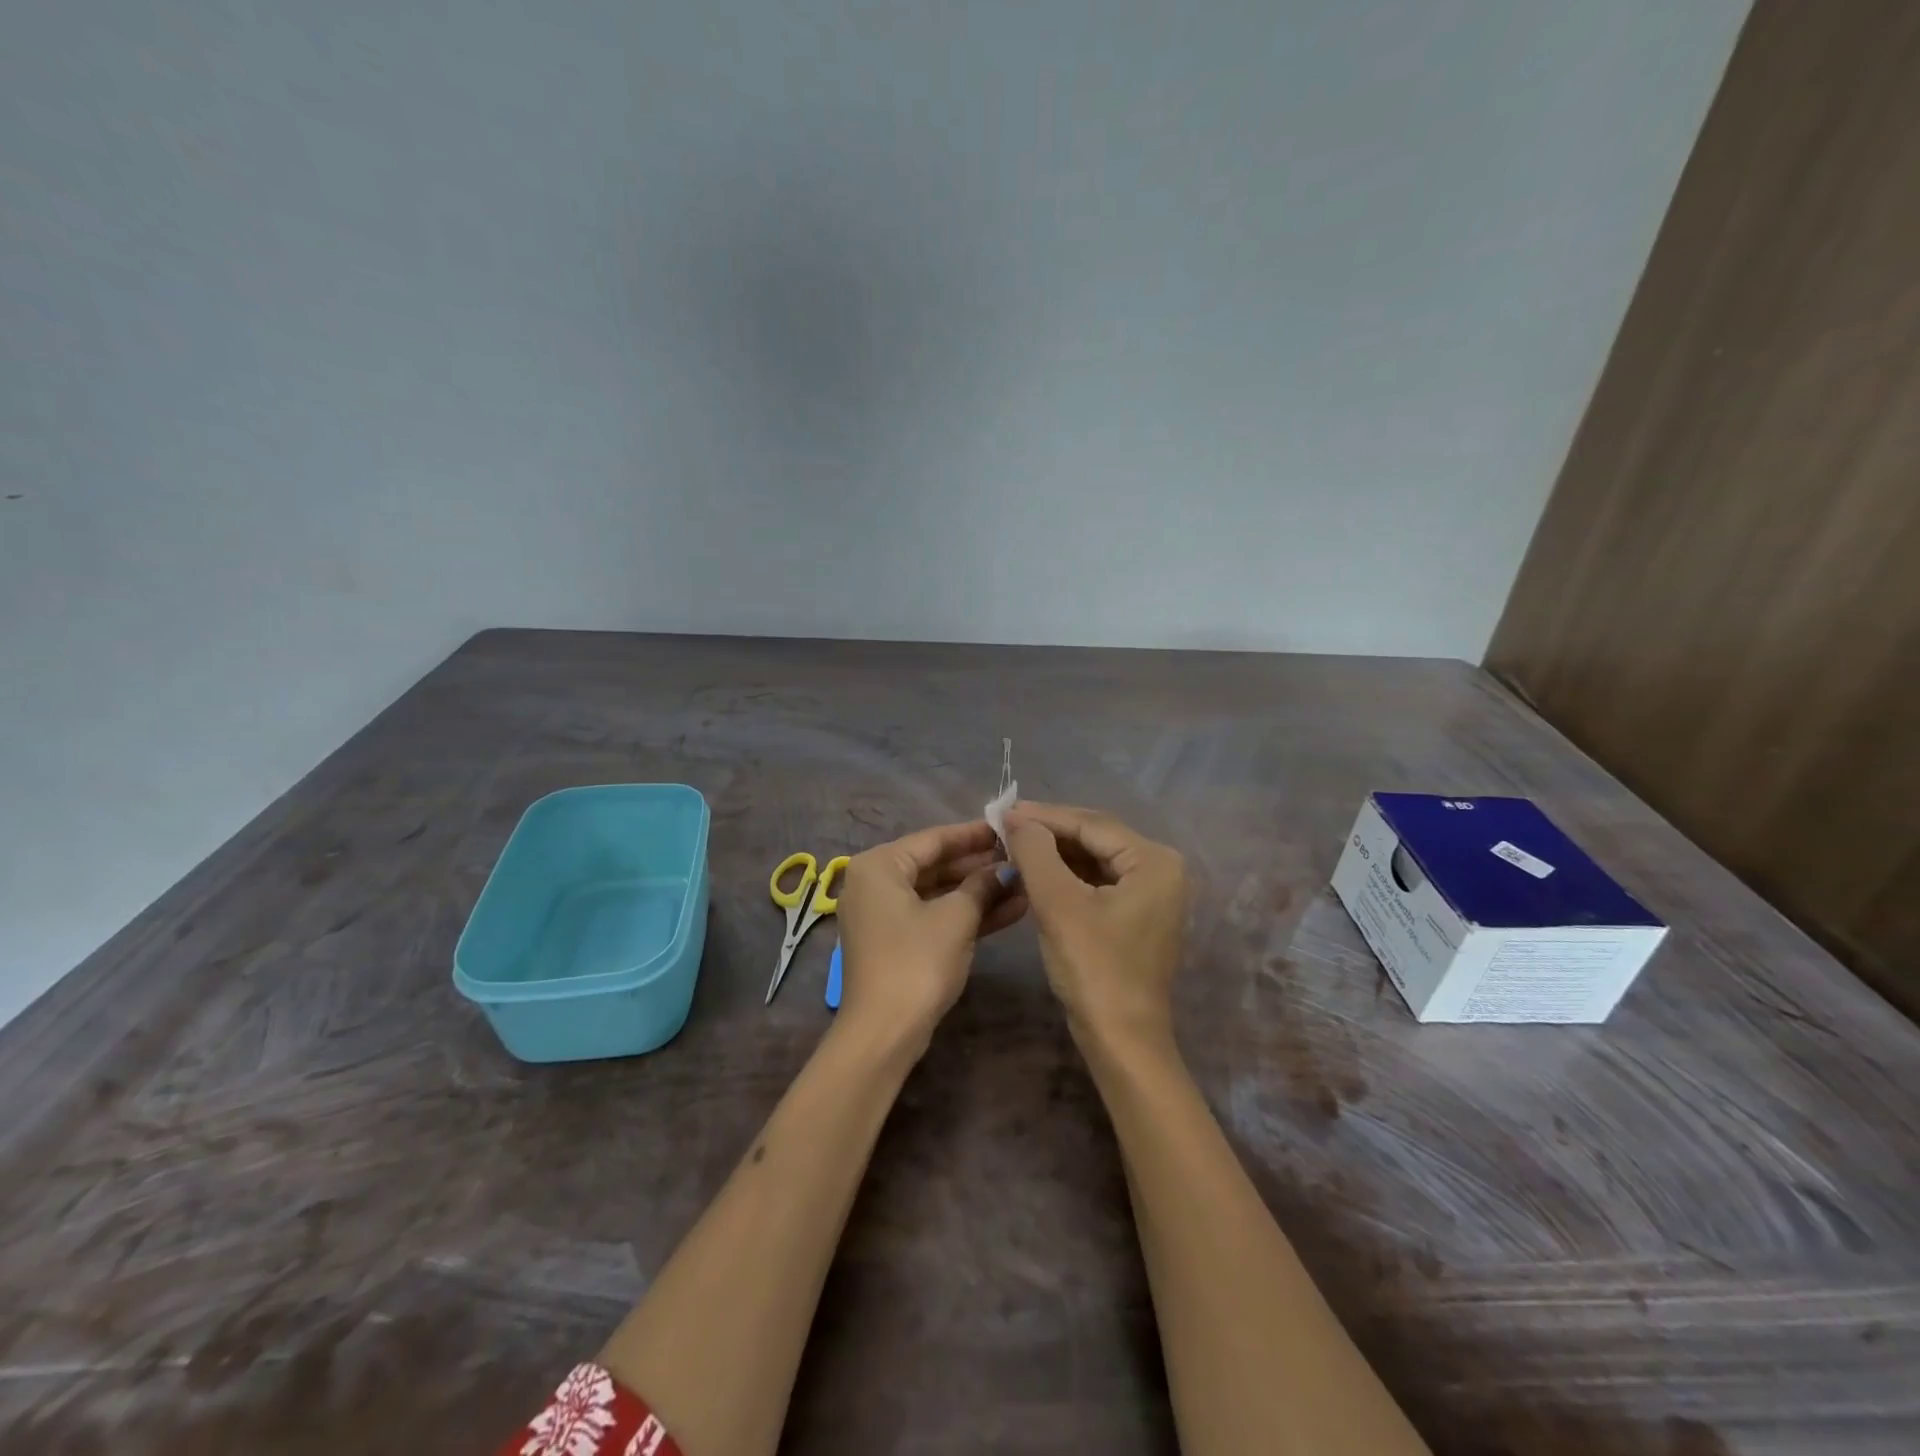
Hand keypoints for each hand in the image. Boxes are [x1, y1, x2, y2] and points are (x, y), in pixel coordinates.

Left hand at [835, 820, 1027, 1051]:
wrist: (884, 1034)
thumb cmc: (916, 962)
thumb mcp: (956, 918)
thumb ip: (982, 885)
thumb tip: (1005, 870)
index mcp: (879, 866)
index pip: (933, 839)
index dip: (974, 834)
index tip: (1009, 828)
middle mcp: (875, 883)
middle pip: (935, 865)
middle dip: (980, 866)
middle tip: (1022, 858)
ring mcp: (884, 915)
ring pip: (938, 893)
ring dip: (979, 892)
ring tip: (1025, 884)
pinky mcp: (896, 942)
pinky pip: (933, 916)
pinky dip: (965, 915)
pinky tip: (1009, 911)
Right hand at [1002, 803, 1187, 1046]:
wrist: (1122, 1042)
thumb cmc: (1094, 970)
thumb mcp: (1059, 905)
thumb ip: (1036, 853)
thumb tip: (1017, 819)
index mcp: (1154, 861)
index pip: (1091, 824)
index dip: (1044, 816)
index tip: (1003, 811)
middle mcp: (1161, 869)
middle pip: (1096, 838)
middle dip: (1050, 832)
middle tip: (1005, 826)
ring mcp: (1153, 894)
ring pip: (1095, 859)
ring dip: (1056, 853)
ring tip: (1014, 845)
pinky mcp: (1138, 915)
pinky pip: (1099, 882)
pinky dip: (1067, 876)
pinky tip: (1036, 872)